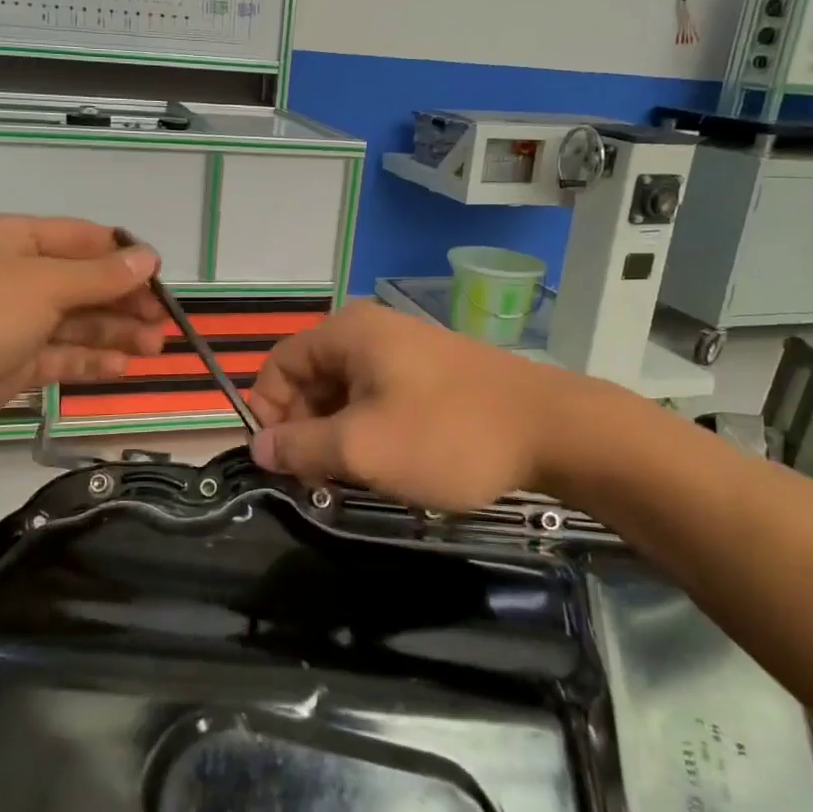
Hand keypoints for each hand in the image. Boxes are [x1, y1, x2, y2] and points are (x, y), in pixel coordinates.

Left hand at [0, 214, 165, 460]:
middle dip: (124, 300)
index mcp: (13, 240)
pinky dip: (90, 359)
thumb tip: (148, 257)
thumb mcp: (41, 286)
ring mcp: (11, 322)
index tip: (162, 277)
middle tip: (163, 322)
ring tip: (153, 347)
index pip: (81, 239)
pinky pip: (59, 355)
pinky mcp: (10, 363)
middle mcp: (13, 276)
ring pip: (74, 321)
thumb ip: (99, 275)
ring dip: (114, 332)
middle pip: (82, 282)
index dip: (123, 256)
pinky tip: (121, 368)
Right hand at [247, 302, 633, 510]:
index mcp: (347, 333)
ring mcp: (404, 349)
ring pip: (345, 393)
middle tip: (321, 480)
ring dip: (338, 436)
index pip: (277, 366)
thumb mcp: (362, 448)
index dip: (268, 414)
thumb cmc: (447, 435)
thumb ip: (300, 447)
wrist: (554, 430)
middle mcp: (370, 331)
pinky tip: (390, 463)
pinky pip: (378, 397)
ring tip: (357, 478)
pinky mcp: (430, 372)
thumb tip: (258, 446)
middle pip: (310, 379)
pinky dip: (370, 430)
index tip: (285, 462)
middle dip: (305, 430)